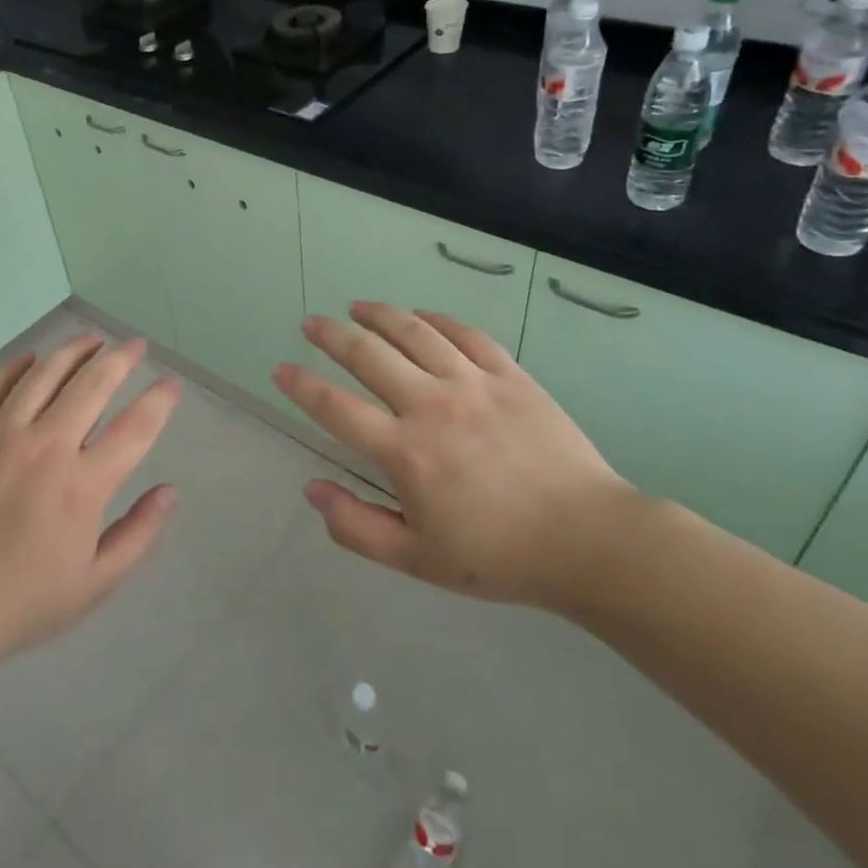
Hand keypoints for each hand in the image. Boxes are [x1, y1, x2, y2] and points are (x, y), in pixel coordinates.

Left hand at [0, 333, 180, 683]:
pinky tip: (31, 358)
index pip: (134, 427)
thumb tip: (168, 491)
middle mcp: (45, 447)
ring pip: (43, 375)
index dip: (159, 401)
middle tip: (135, 345)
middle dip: (120, 359)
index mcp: (82, 485)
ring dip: (73, 351)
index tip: (171, 384)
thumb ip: (138, 534)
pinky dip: (15, 367)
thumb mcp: (94, 584)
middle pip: (92, 385)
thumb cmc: (20, 602)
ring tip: (92, 339)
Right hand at [272, 303, 640, 611]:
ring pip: (414, 332)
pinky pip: (465, 334)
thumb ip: (355, 526)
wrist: (588, 541)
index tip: (280, 369)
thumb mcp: (416, 560)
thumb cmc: (498, 556)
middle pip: (368, 355)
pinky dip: (436, 319)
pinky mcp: (510, 376)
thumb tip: (311, 489)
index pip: (335, 407)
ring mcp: (473, 384)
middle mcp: (431, 406)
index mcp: (404, 453)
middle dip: (331, 335)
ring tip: (357, 307)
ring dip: (379, 315)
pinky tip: (420, 316)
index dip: (300, 386)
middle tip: (311, 323)